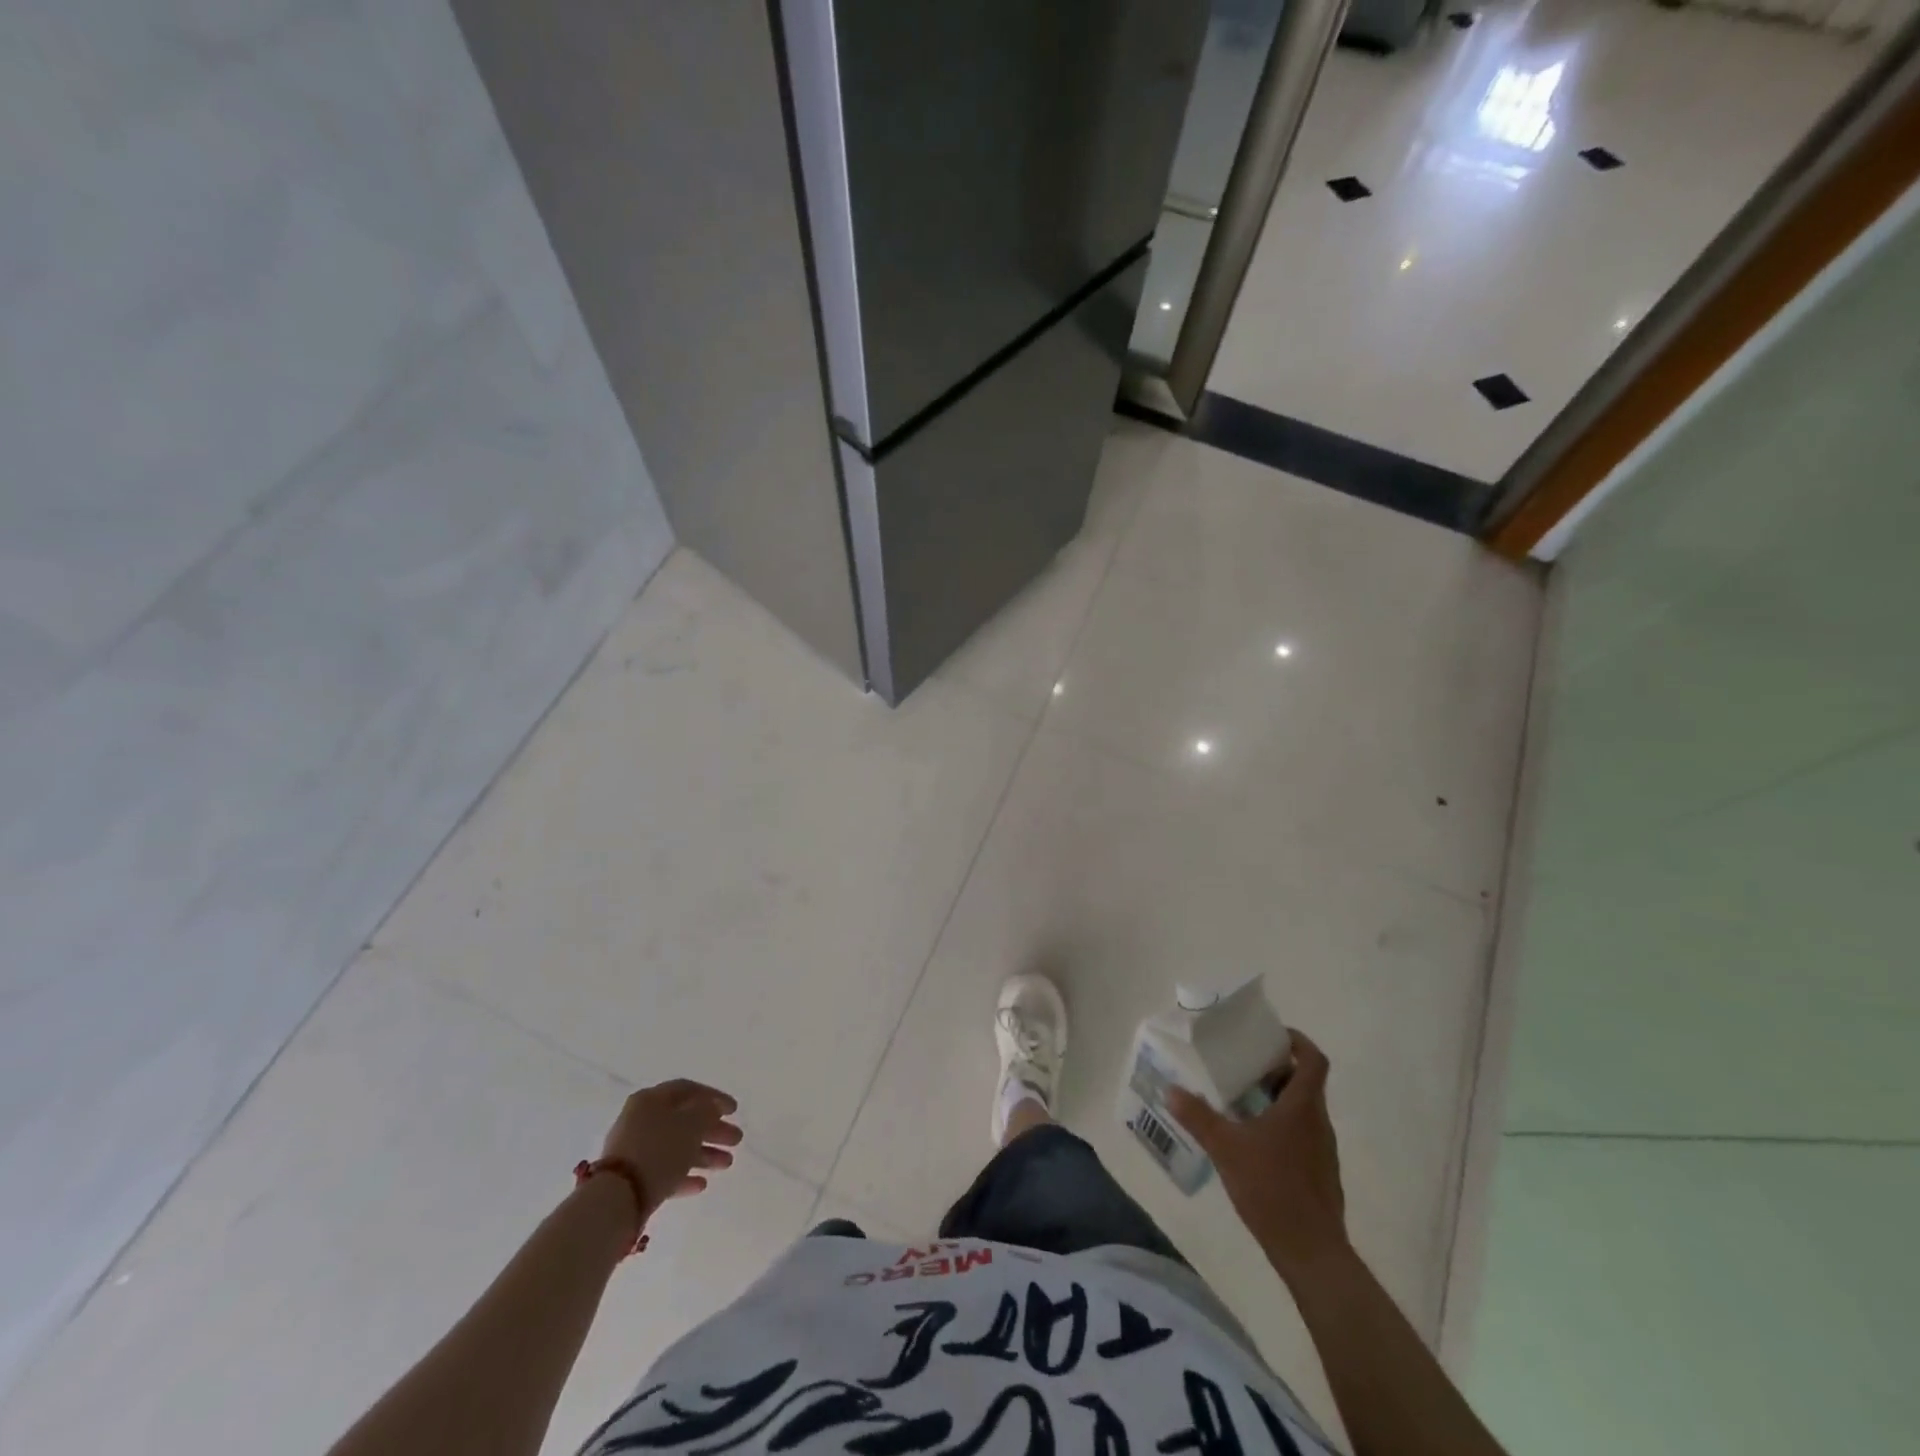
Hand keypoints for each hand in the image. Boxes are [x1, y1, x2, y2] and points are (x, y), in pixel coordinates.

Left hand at [601, 1079, 742, 1220]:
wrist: (617, 1200)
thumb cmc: (659, 1150)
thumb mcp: (692, 1124)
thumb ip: (707, 1111)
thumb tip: (710, 1109)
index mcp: (651, 1099)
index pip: (689, 1090)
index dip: (714, 1098)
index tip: (735, 1111)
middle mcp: (640, 1120)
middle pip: (684, 1120)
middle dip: (713, 1130)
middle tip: (736, 1139)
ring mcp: (634, 1151)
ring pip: (676, 1146)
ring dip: (704, 1153)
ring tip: (727, 1164)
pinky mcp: (632, 1179)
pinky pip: (664, 1170)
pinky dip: (684, 1175)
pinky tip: (701, 1185)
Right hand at [1167, 1030, 1348, 1283]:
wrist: (1312, 1253)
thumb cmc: (1272, 1188)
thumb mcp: (1225, 1148)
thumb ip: (1198, 1116)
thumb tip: (1170, 1089)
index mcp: (1302, 1107)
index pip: (1313, 1061)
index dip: (1298, 1042)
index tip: (1273, 1036)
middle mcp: (1318, 1123)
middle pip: (1304, 1084)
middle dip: (1275, 1071)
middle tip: (1242, 1067)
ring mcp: (1322, 1151)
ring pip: (1302, 1111)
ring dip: (1275, 1100)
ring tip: (1240, 1102)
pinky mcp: (1319, 1175)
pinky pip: (1301, 1136)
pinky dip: (1279, 1128)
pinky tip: (1251, 1143)